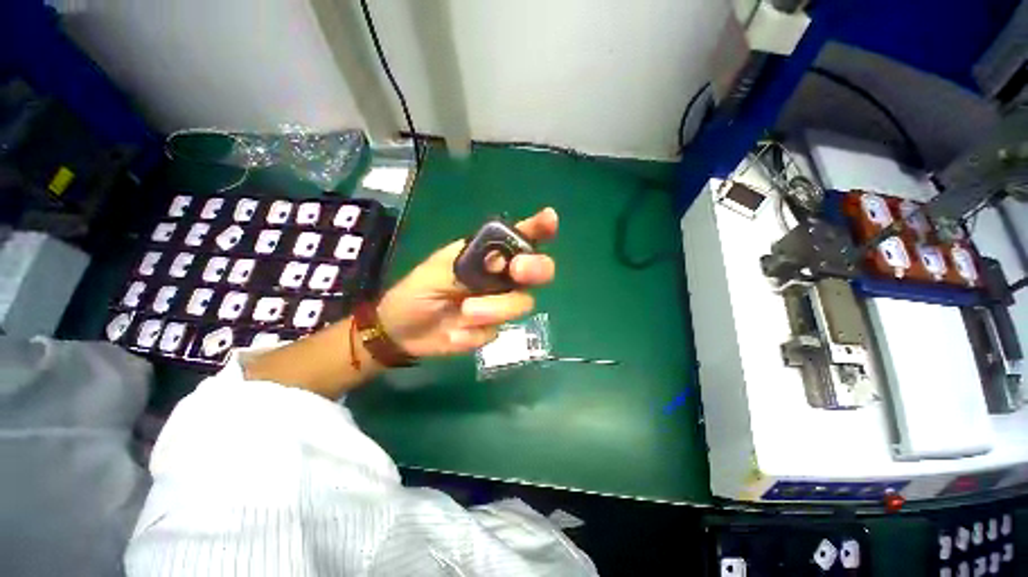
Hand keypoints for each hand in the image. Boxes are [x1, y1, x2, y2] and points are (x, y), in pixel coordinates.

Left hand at [376, 208, 557, 356]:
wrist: (403, 332)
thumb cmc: (416, 292)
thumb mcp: (437, 271)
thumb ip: (471, 265)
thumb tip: (503, 260)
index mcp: (486, 255)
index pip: (519, 238)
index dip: (538, 227)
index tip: (550, 220)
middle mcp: (500, 277)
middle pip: (537, 270)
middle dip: (535, 268)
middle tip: (518, 270)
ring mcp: (500, 303)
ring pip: (522, 302)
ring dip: (496, 307)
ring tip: (466, 312)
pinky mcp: (493, 327)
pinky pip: (497, 329)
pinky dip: (476, 332)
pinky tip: (456, 333)